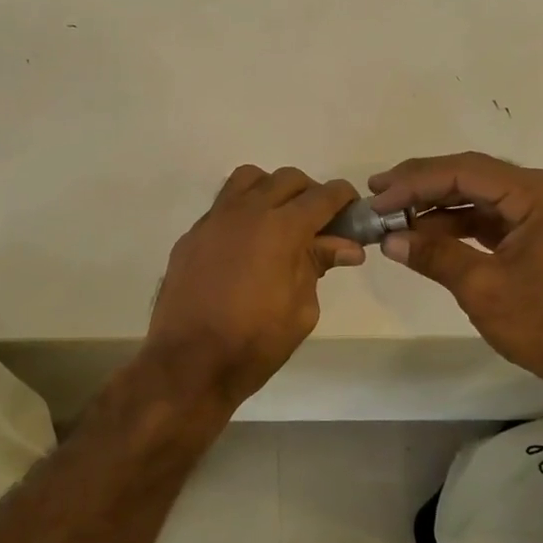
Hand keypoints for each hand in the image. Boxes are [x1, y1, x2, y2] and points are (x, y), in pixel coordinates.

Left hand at [145, 166, 363, 407]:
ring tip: (278, 222)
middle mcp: (246, 212)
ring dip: (271, 191)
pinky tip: (245, 246)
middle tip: (318, 223)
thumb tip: (346, 246)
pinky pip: (222, 206)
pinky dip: (242, 212)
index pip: (322, 196)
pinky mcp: (192, 235)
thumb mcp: (301, 309)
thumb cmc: (255, 343)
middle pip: (286, 179)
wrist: (189, 363)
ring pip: (248, 180)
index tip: (352, 209)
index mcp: (281, 228)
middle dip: (309, 193)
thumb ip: (318, 266)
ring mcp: (213, 220)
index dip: (343, 197)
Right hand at [368, 153, 542, 388]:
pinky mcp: (542, 231)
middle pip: (474, 175)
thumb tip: (389, 239)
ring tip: (394, 216)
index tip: (377, 195)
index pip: (467, 171)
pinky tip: (424, 232)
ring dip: (437, 205)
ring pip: (480, 195)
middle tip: (378, 194)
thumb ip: (434, 255)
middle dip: (423, 186)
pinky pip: (492, 215)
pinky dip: (458, 223)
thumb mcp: (482, 288)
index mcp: (542, 194)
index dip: (416, 182)